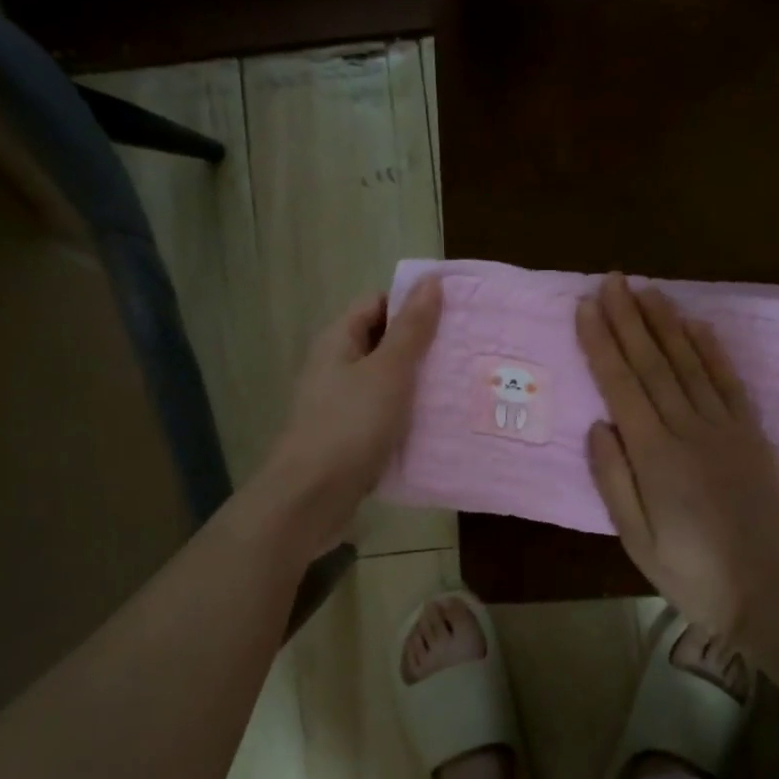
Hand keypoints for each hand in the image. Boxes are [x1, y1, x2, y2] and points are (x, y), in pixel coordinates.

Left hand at [252, 277, 442, 555]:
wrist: (311, 498)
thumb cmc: (350, 425)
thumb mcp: (388, 371)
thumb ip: (411, 329)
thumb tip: (430, 280)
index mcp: (339, 341)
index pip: (377, 304)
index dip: (413, 303)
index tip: (455, 314)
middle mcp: (336, 367)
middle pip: (384, 343)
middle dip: (423, 346)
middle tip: (468, 351)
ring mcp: (341, 404)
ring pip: (387, 383)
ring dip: (419, 384)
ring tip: (463, 385)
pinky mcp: (350, 438)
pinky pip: (385, 416)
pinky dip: (409, 416)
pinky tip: (440, 424)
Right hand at [576, 273, 778, 636]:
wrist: (772, 594)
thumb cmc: (693, 574)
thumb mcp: (637, 539)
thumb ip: (614, 479)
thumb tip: (599, 424)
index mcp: (656, 455)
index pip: (621, 385)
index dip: (601, 343)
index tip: (585, 307)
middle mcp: (690, 429)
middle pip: (653, 364)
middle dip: (628, 318)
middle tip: (611, 280)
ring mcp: (726, 428)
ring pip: (690, 364)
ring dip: (665, 324)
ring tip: (646, 290)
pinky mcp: (754, 435)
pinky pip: (729, 382)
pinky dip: (712, 350)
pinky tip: (696, 326)